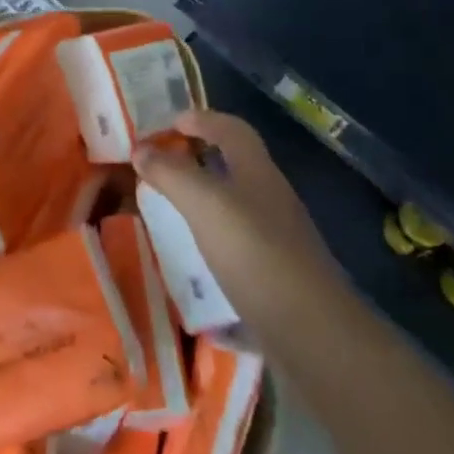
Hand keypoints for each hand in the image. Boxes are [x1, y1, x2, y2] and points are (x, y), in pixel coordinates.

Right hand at [137, 110, 339, 328]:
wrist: (312, 334)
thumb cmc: (255, 253)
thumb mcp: (205, 204)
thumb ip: (171, 173)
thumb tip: (141, 148)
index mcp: (258, 172)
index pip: (232, 129)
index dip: (202, 120)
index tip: (170, 124)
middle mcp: (272, 200)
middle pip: (237, 167)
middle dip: (201, 162)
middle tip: (162, 169)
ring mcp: (279, 241)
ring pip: (238, 209)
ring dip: (206, 205)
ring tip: (170, 217)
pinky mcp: (278, 279)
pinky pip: (240, 252)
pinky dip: (215, 249)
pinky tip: (193, 271)